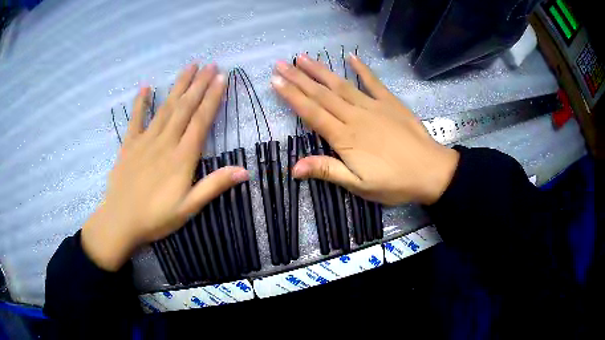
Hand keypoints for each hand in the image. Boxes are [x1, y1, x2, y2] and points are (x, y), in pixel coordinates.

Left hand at [82, 64, 248, 270]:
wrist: (121, 221)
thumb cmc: (156, 218)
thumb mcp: (189, 207)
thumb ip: (214, 186)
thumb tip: (244, 171)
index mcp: (182, 157)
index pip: (201, 121)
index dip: (212, 98)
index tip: (222, 78)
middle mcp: (165, 142)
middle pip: (185, 108)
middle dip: (199, 84)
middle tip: (211, 65)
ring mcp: (145, 140)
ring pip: (165, 107)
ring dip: (178, 86)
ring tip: (190, 67)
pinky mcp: (129, 145)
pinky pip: (135, 119)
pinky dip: (140, 102)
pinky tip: (146, 87)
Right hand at [271, 54, 458, 205]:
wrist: (431, 172)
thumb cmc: (395, 182)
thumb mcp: (359, 185)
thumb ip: (328, 171)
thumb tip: (294, 168)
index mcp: (345, 137)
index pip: (311, 112)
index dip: (292, 97)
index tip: (275, 82)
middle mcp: (355, 116)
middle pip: (322, 94)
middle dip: (298, 78)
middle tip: (281, 64)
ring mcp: (373, 106)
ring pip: (341, 84)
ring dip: (321, 70)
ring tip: (303, 57)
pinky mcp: (390, 102)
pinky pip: (374, 82)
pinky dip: (362, 69)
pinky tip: (351, 57)